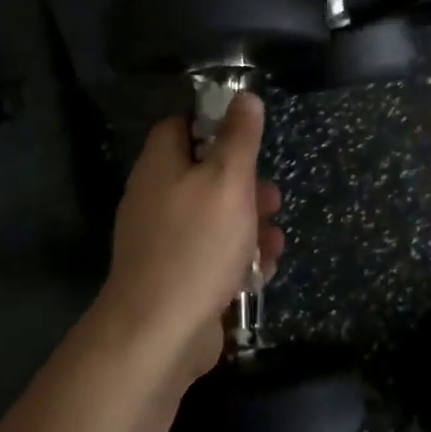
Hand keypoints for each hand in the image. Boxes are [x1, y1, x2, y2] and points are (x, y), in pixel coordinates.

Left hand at [99, 92, 283, 385]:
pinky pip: (211, 254)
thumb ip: (239, 138)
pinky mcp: (176, 276)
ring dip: (249, 224)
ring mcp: (163, 241)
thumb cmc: (197, 245)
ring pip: (214, 217)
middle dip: (245, 184)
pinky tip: (263, 269)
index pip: (180, 126)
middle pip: (204, 174)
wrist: (158, 335)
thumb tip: (244, 96)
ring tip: (275, 238)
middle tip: (272, 196)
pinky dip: (238, 258)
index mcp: (160, 167)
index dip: (213, 123)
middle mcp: (156, 198)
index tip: (247, 134)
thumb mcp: (228, 181)